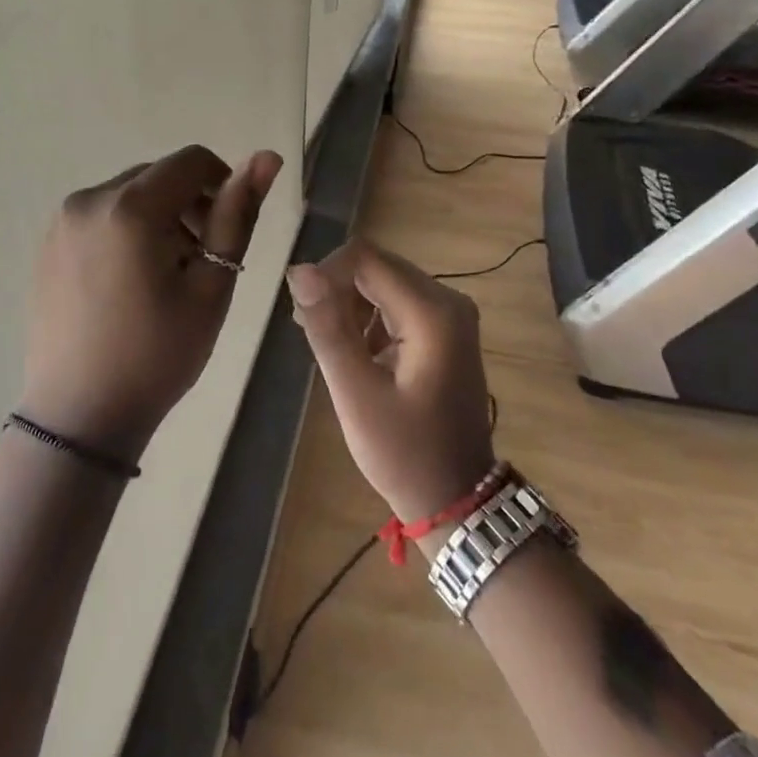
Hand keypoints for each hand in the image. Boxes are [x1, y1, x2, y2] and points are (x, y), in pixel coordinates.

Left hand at [24, 145, 282, 459]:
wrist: (79, 417)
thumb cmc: (157, 354)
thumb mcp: (211, 286)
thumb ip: (237, 215)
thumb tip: (267, 157)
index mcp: (130, 207)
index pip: (192, 161)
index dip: (223, 184)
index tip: (227, 231)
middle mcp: (89, 199)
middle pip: (159, 175)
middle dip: (190, 203)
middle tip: (201, 261)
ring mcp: (62, 221)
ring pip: (130, 194)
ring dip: (160, 216)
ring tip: (167, 275)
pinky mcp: (49, 243)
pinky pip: (102, 214)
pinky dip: (128, 229)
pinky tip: (131, 281)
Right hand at [287, 240, 494, 521]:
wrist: (458, 499)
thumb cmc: (404, 453)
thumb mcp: (356, 394)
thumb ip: (328, 328)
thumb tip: (299, 271)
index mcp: (432, 312)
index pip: (365, 258)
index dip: (326, 273)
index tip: (303, 312)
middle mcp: (448, 300)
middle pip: (377, 265)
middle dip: (337, 289)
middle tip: (310, 331)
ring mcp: (450, 314)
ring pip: (384, 281)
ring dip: (350, 303)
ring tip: (329, 345)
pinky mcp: (445, 328)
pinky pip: (397, 301)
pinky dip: (369, 317)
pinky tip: (355, 351)